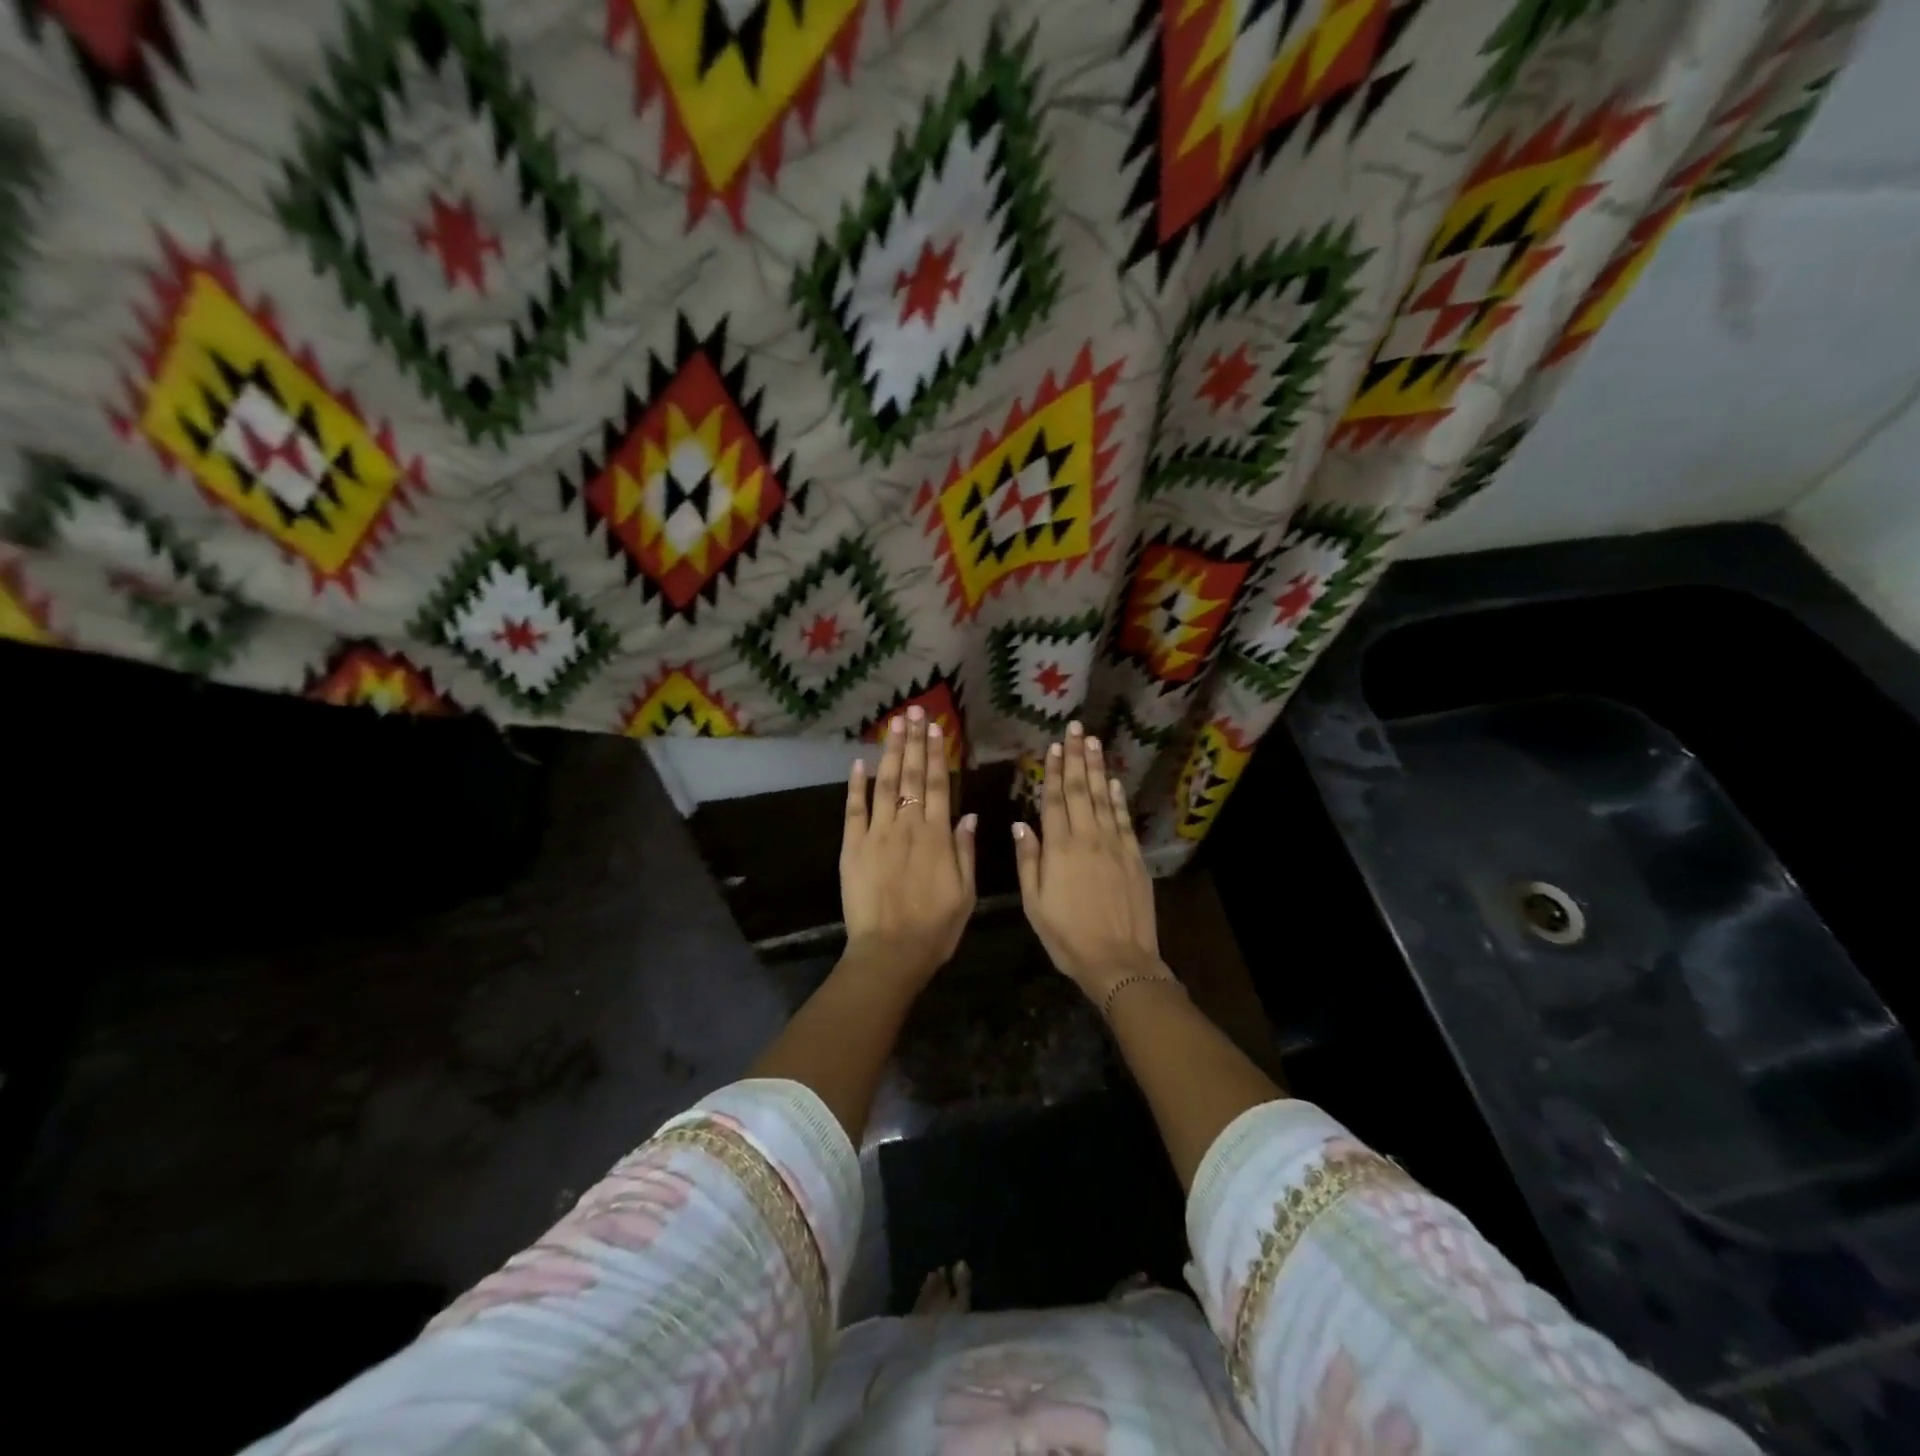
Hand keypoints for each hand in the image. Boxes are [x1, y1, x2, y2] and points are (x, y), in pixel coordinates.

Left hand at [840, 706, 976, 987]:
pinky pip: (853, 810)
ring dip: (890, 753)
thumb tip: (968, 814)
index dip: (938, 754)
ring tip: (893, 725)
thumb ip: (965, 850)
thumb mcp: (965, 893)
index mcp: (937, 837)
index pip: (939, 785)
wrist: (890, 953)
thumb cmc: (935, 928)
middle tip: (914, 711)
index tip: (936, 727)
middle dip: (914, 741)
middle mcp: (907, 826)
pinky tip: (859, 763)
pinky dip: (855, 786)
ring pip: (885, 784)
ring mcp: (877, 834)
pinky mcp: (852, 848)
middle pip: (912, 776)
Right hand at [1013, 722, 1164, 1001]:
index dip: (1053, 771)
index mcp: (1059, 849)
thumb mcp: (1035, 903)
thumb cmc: (1067, 936)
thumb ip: (1029, 860)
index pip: (1054, 800)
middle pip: (1080, 790)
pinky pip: (1124, 820)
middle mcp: (1088, 838)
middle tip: (1077, 729)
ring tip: (1094, 743)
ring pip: (1104, 798)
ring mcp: (1115, 846)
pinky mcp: (1134, 857)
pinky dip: (1118, 799)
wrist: (1118, 961)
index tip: (1054, 746)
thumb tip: (1021, 824)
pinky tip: (1114, 782)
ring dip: (1098, 769)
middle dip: (1077, 758)